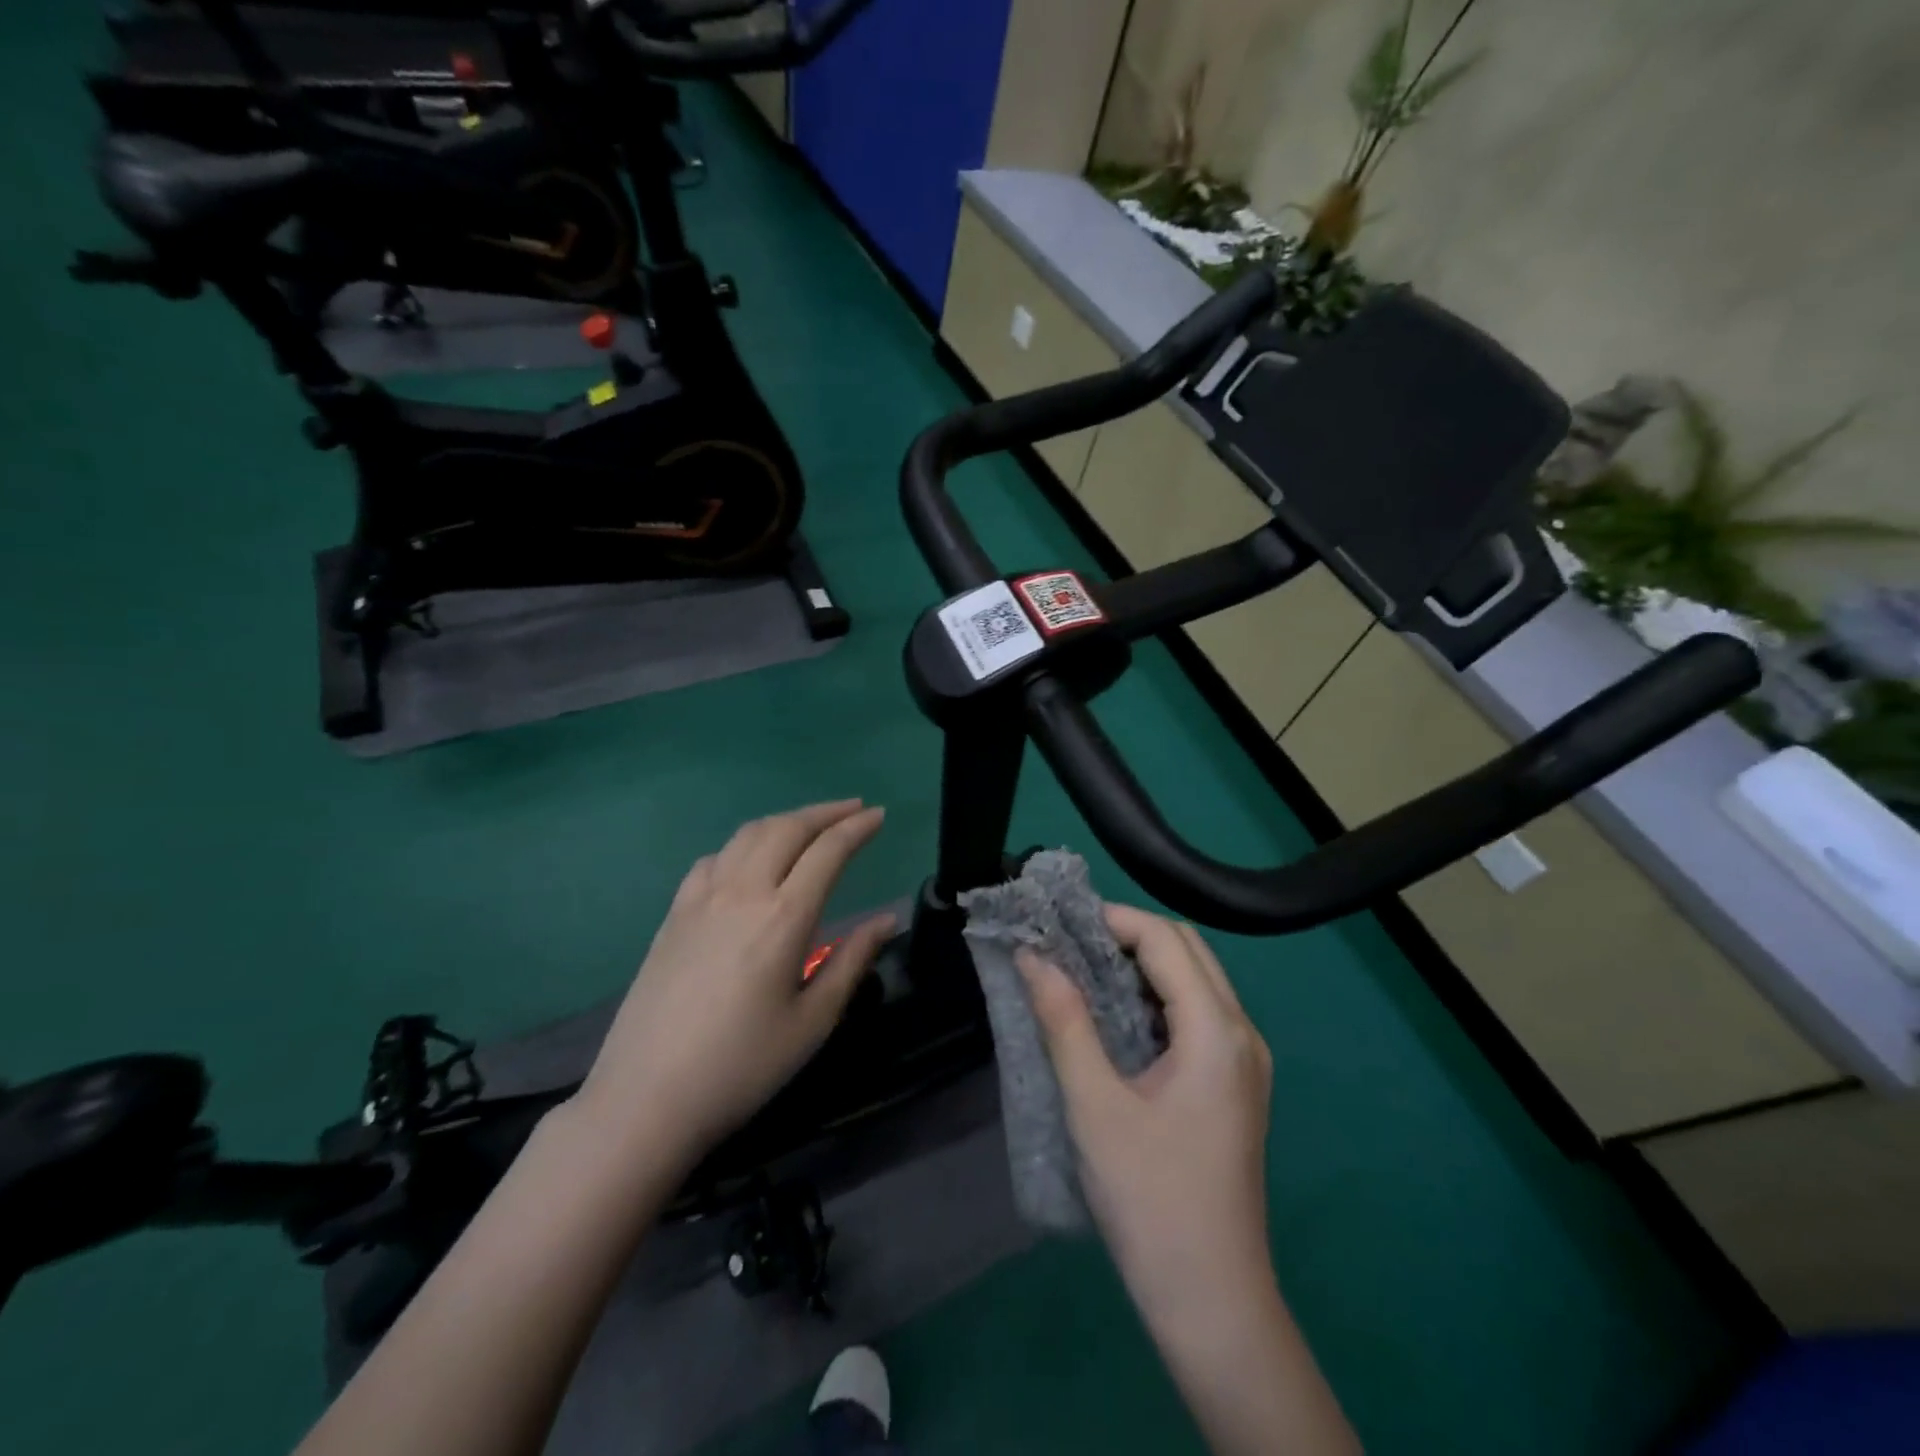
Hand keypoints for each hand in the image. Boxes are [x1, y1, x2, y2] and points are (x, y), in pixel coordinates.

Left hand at [576, 800, 894, 1163]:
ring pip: (747, 835)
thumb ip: (852, 961)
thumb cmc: (741, 1067)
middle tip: (854, 809)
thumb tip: (886, 920)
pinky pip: (713, 859)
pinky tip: (749, 860)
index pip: (828, 851)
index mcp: (783, 917)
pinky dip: (743, 844)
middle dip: (825, 812)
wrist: (646, 1098)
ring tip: (810, 825)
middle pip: (787, 828)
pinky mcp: (673, 914)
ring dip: (785, 820)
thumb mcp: (812, 1022)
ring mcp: (701, 898)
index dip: (857, 828)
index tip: (879, 815)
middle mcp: (742, 892)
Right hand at [1018, 905, 1274, 1322]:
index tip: (1059, 922)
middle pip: (1187, 949)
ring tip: (1082, 970)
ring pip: (1195, 979)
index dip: (1112, 919)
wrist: (1211, 1301)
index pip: (1165, 939)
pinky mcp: (1234, 1083)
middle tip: (1067, 943)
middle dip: (1127, 933)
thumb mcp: (1095, 1106)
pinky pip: (1197, 1013)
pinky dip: (1155, 996)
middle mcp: (1241, 1033)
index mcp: (1217, 1031)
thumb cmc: (1150, 1200)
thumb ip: (1064, 1022)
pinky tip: (1114, 1015)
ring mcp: (1244, 1060)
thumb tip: (1033, 956)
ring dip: (1142, 963)